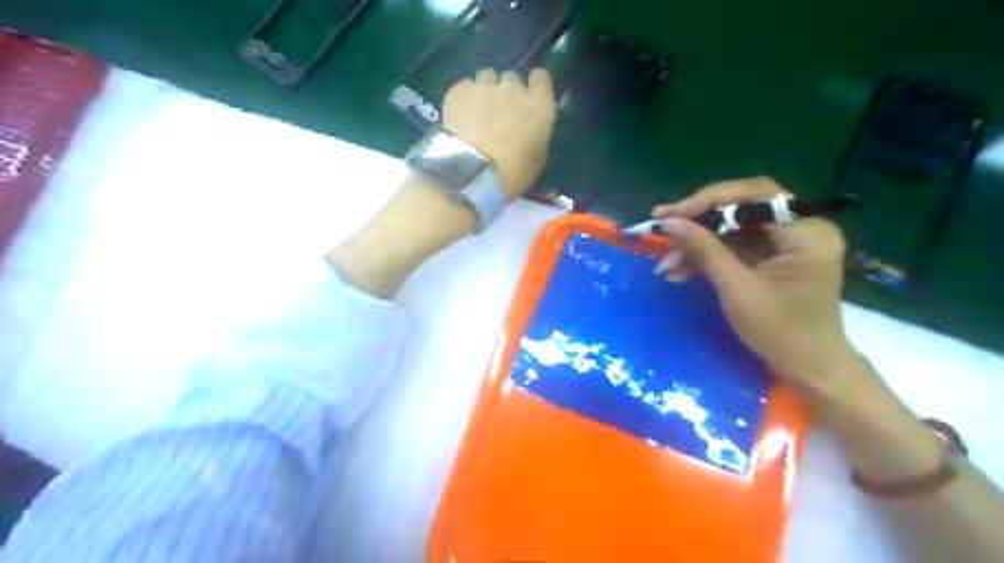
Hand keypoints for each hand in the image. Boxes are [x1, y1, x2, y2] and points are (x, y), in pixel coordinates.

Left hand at [444, 67, 555, 196]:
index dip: (534, 86)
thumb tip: (528, 128)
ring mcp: (484, 86)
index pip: (541, 78)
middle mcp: (513, 88)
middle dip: (507, 92)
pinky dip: (464, 98)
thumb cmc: (512, 174)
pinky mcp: (459, 90)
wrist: (472, 174)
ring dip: (485, 91)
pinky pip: (465, 87)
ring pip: (487, 78)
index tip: (528, 97)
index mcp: (539, 106)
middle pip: (511, 78)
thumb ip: (535, 134)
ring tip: (477, 113)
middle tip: (499, 113)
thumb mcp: (536, 159)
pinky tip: (460, 116)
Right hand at [655, 176, 867, 400]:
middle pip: (742, 207)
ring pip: (733, 227)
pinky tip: (681, 271)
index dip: (708, 201)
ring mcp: (788, 240)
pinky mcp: (774, 254)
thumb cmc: (780, 332)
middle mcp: (802, 226)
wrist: (808, 368)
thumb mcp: (737, 290)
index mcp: (807, 231)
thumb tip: (668, 222)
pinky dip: (708, 255)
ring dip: (698, 243)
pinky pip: (735, 244)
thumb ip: (704, 250)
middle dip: (699, 222)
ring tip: (667, 266)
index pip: (754, 196)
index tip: (670, 215)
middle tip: (662, 229)